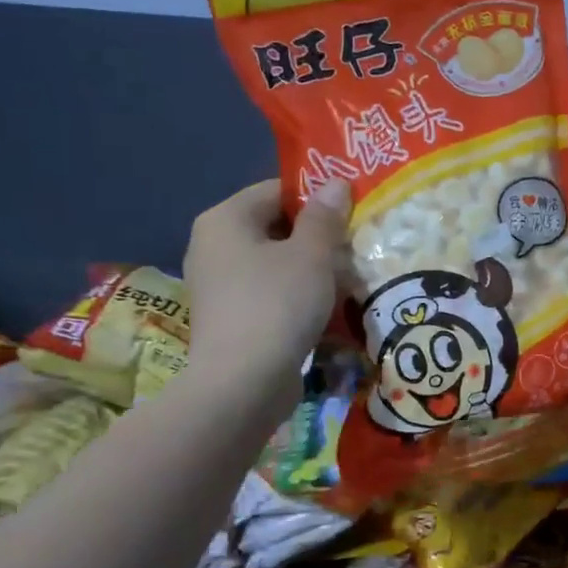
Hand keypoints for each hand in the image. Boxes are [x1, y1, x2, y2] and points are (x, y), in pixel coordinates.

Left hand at [182, 178, 350, 417]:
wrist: (243, 384)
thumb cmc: (277, 304)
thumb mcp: (312, 254)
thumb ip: (325, 217)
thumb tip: (336, 183)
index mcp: (225, 219)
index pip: (276, 190)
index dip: (317, 197)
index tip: (352, 212)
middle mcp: (212, 246)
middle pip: (274, 227)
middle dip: (316, 236)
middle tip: (355, 244)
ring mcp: (218, 285)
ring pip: (274, 263)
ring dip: (310, 268)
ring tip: (348, 276)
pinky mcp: (229, 318)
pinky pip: (268, 292)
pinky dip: (295, 294)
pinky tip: (326, 307)